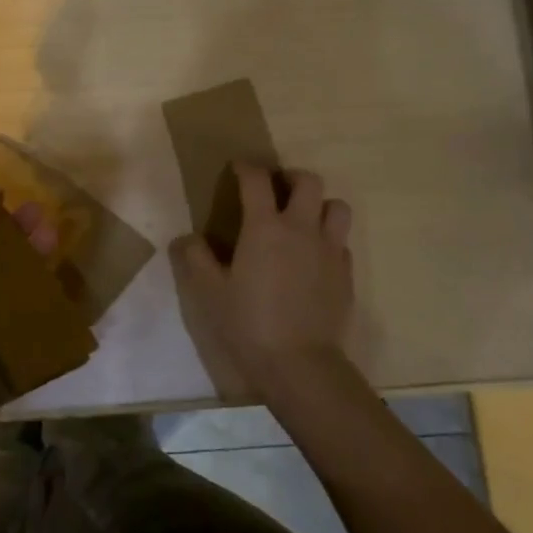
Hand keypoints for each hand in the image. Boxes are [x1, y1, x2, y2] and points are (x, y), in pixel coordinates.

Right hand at [170, 163, 354, 399]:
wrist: (300, 365)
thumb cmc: (249, 323)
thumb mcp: (209, 292)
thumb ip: (196, 258)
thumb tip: (186, 238)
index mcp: (265, 227)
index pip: (257, 180)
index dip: (246, 167)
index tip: (238, 168)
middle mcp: (301, 229)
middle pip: (308, 181)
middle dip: (291, 177)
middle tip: (277, 190)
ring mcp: (329, 250)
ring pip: (336, 207)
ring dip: (319, 205)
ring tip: (304, 219)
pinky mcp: (346, 274)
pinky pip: (342, 242)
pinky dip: (328, 239)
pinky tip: (314, 258)